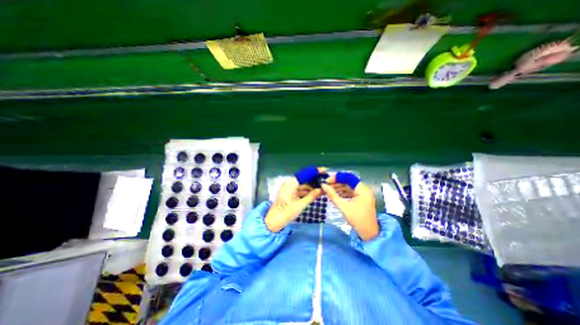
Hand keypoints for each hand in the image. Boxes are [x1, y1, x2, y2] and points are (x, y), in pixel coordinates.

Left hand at [264, 166, 324, 231]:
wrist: (274, 220)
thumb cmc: (286, 212)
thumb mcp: (300, 205)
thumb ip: (311, 196)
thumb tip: (320, 189)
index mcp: (291, 183)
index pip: (305, 173)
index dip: (315, 171)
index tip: (324, 170)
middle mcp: (289, 183)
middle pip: (304, 178)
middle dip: (314, 179)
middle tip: (325, 179)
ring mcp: (288, 187)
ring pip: (302, 184)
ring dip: (311, 185)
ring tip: (322, 187)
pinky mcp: (289, 192)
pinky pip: (299, 189)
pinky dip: (306, 190)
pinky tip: (314, 192)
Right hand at [322, 173, 381, 241]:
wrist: (369, 233)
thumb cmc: (357, 219)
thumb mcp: (343, 207)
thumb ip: (332, 195)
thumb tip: (323, 185)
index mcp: (362, 189)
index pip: (348, 178)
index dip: (337, 178)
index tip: (327, 180)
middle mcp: (364, 189)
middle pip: (348, 182)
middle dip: (336, 183)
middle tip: (326, 185)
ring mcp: (363, 194)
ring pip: (349, 187)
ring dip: (339, 188)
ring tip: (328, 190)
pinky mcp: (361, 198)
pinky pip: (350, 192)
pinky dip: (343, 193)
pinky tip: (335, 195)